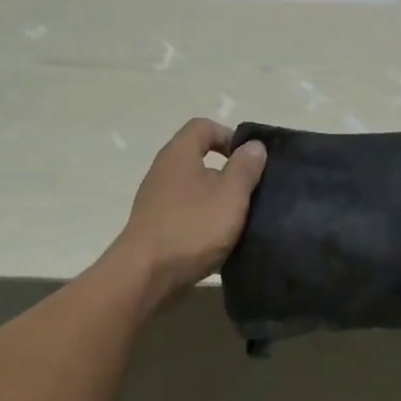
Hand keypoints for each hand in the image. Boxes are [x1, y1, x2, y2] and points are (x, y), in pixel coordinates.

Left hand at [106, 118, 266, 309]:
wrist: (146, 275)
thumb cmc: (192, 228)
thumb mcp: (230, 195)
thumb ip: (245, 168)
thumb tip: (254, 145)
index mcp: (179, 153)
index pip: (203, 126)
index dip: (230, 136)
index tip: (249, 161)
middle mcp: (163, 170)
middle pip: (198, 157)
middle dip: (227, 171)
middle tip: (250, 192)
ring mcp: (156, 198)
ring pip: (193, 187)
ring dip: (216, 199)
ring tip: (238, 218)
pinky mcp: (155, 225)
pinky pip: (185, 212)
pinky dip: (203, 219)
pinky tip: (218, 239)